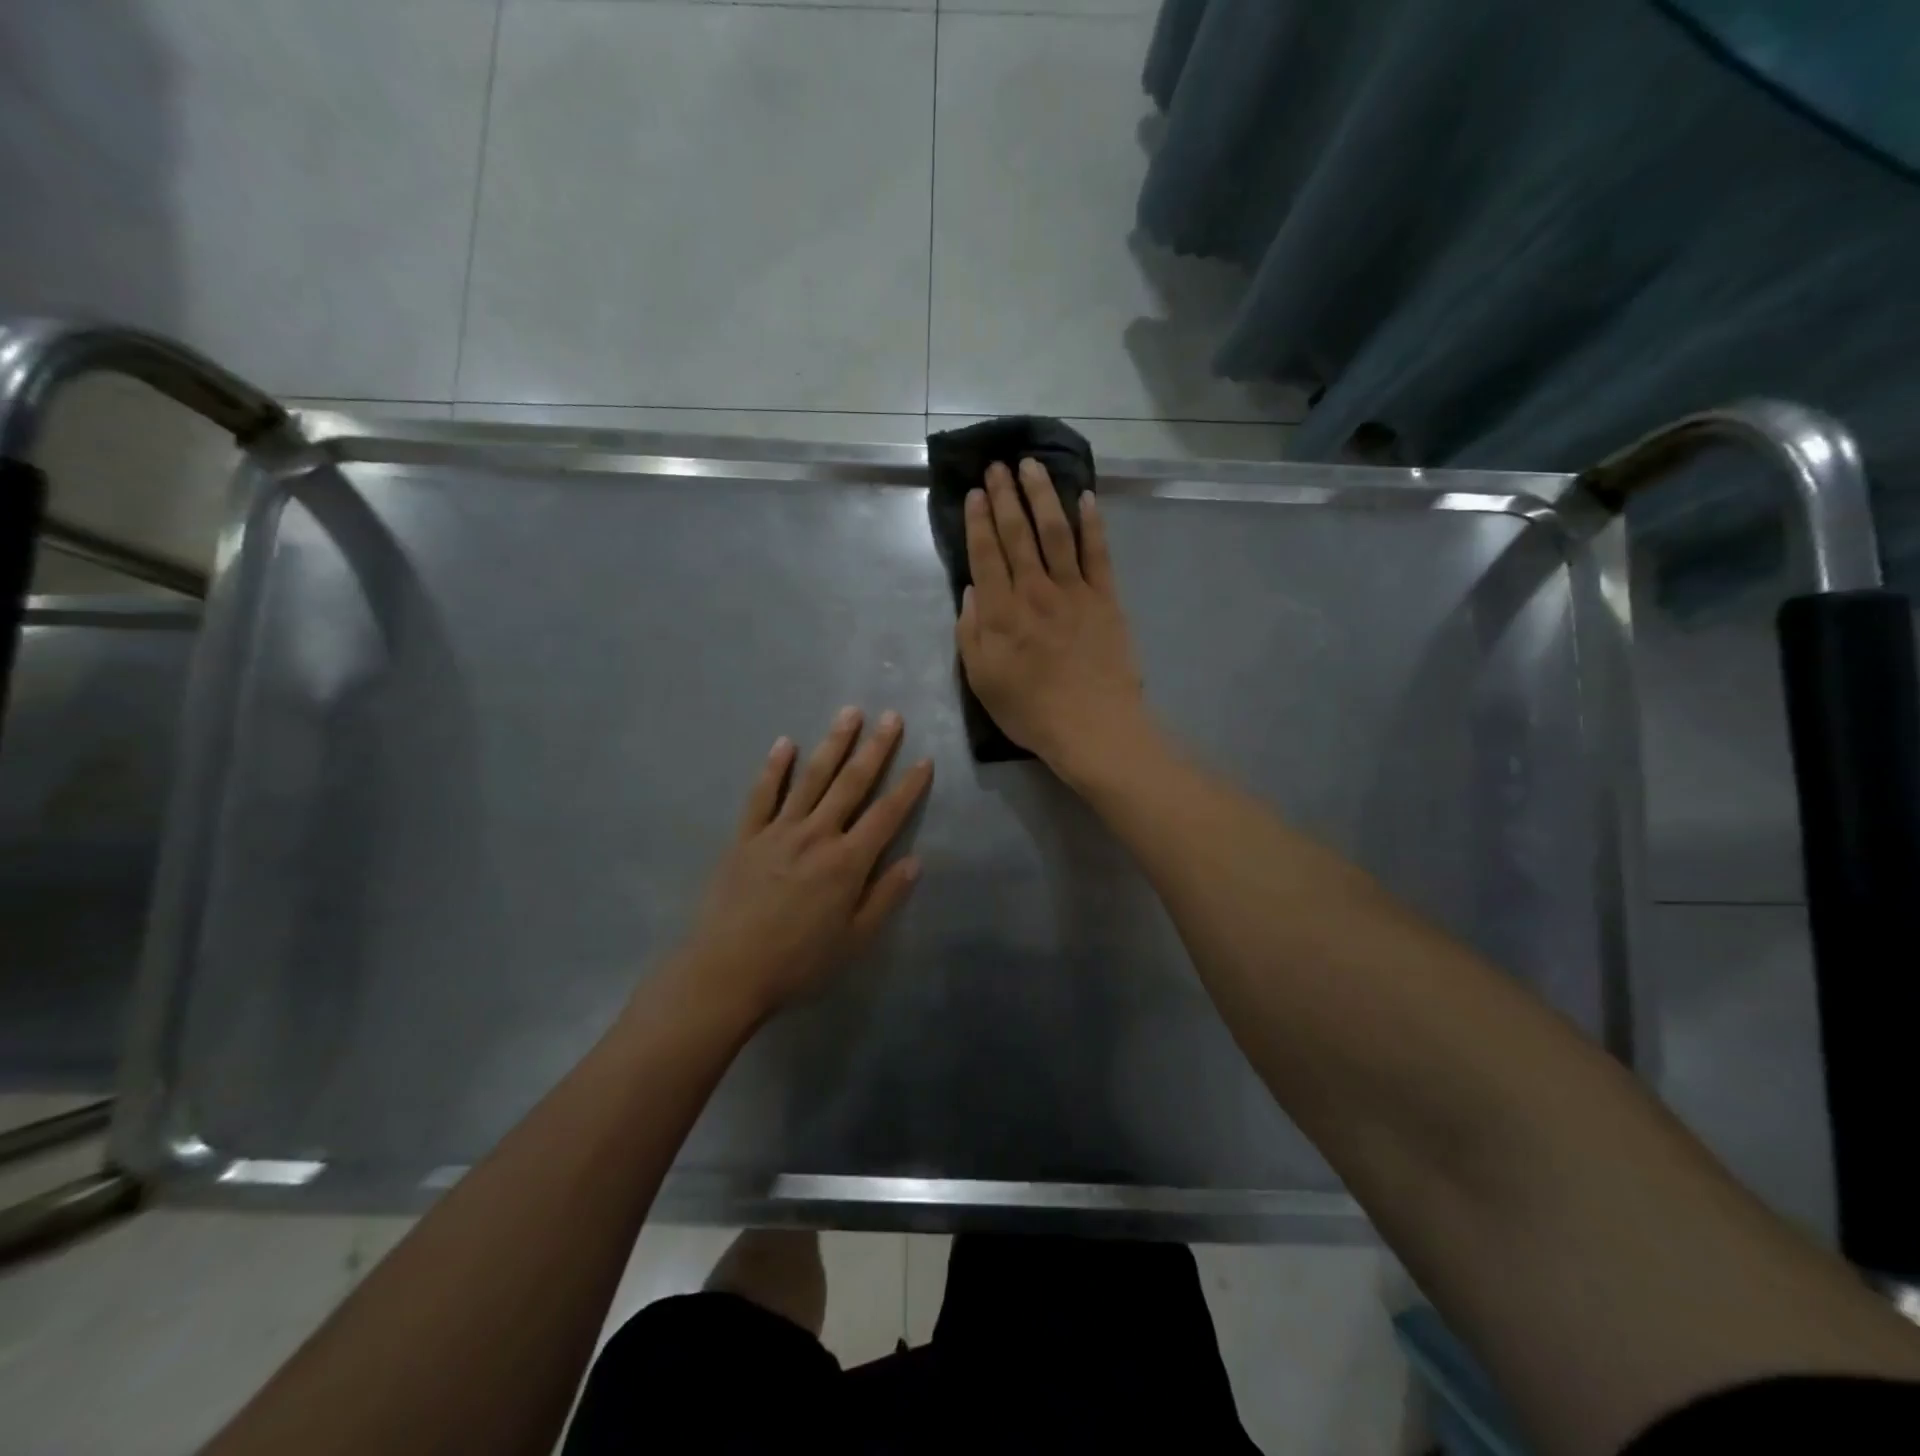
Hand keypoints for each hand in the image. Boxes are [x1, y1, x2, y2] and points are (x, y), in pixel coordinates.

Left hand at [673, 708, 932, 1022]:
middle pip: (851, 783)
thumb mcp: (854, 941)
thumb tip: (915, 861)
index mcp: (847, 862)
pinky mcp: (746, 837)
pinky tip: (784, 743)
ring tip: (848, 713)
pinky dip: (774, 768)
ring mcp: (778, 831)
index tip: (924, 759)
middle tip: (890, 716)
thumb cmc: (798, 963)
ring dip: (832, 744)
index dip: (909, 786)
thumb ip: (885, 898)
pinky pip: (762, 795)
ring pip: (810, 778)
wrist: (726, 972)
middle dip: (875, 748)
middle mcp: (816, 835)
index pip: (887, 814)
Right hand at [957, 458, 1148, 776]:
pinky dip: (1092, 523)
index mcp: (1001, 612)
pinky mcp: (1106, 598)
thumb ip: (971, 632)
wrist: (1092, 726)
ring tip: (1032, 466)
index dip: (978, 521)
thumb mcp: (981, 680)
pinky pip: (1098, 553)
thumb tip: (971, 591)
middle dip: (1005, 496)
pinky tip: (1085, 498)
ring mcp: (1074, 591)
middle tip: (997, 466)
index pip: (985, 554)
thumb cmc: (1030, 710)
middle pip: (1017, 534)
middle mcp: (1034, 591)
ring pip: (1056, 532)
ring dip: (1043, 495)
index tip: (974, 493)